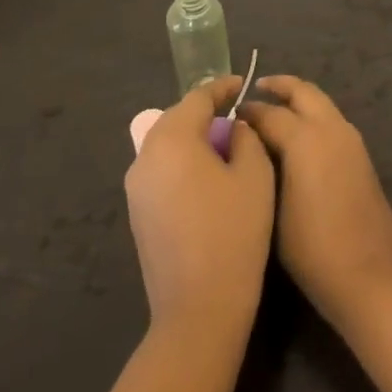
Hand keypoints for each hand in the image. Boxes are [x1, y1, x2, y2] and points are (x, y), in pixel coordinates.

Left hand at [125, 76, 274, 341]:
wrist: (199, 307)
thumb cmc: (234, 232)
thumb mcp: (254, 175)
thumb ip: (245, 138)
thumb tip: (232, 128)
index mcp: (172, 139)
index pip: (197, 98)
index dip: (222, 88)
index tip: (242, 85)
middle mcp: (145, 156)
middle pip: (176, 118)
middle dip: (205, 111)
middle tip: (235, 113)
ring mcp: (136, 188)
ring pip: (166, 145)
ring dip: (193, 138)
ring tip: (224, 144)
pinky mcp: (137, 213)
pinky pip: (161, 170)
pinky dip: (183, 162)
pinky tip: (207, 177)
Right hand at [239, 77, 391, 333]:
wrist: (368, 274)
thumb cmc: (311, 248)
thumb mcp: (273, 207)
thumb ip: (262, 166)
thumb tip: (253, 144)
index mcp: (306, 138)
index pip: (269, 112)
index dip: (247, 112)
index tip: (228, 114)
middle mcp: (331, 129)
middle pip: (303, 91)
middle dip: (279, 86)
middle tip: (256, 89)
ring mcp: (351, 140)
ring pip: (322, 103)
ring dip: (299, 99)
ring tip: (274, 110)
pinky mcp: (361, 155)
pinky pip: (333, 121)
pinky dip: (313, 116)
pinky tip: (297, 136)